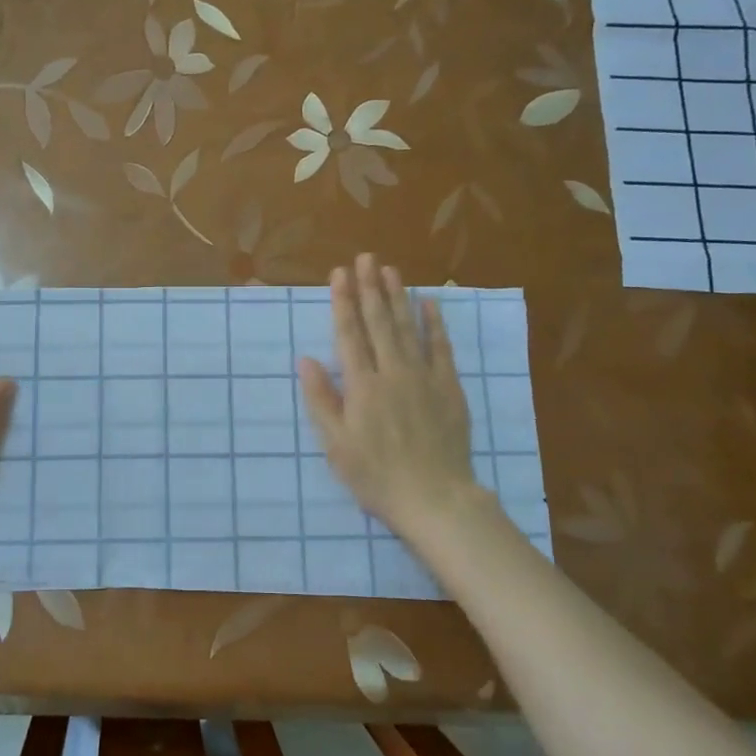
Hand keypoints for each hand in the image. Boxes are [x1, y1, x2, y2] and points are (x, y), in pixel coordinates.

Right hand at [297, 254, 480, 534]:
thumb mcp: (336, 445)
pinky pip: (441, 348)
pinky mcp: (449, 388)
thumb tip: (306, 359)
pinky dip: (435, 324)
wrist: (434, 497)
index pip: (349, 335)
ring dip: (398, 297)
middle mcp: (392, 373)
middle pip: (379, 323)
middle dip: (370, 288)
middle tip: (366, 258)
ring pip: (408, 328)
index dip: (343, 302)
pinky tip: (429, 303)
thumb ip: (322, 400)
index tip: (339, 274)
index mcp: (362, 386)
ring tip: (390, 270)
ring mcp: (424, 377)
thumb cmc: (376, 476)